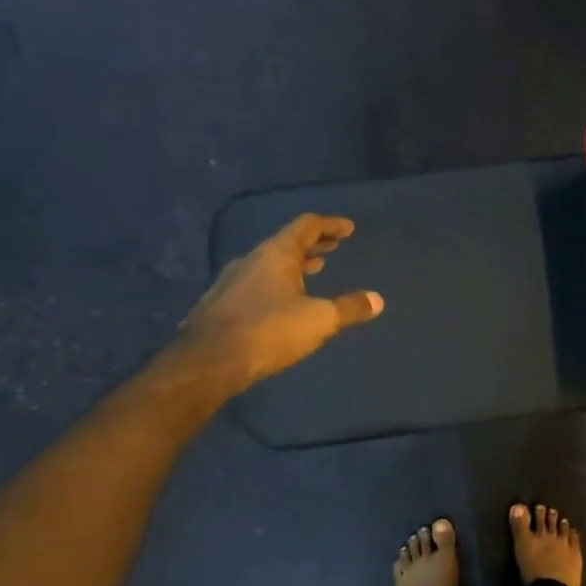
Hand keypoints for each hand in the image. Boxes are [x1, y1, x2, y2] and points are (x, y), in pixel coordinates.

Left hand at [177, 214, 383, 389]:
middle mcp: (252, 260)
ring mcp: (233, 282)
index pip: (306, 227)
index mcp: (276, 255)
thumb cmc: (269, 331)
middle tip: (334, 246)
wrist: (208, 360)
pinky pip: (258, 283)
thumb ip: (349, 308)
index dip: (330, 225)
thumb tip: (377, 300)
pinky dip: (279, 282)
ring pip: (270, 264)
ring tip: (314, 269)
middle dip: (314, 244)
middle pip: (287, 243)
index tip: (348, 228)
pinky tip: (284, 300)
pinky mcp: (223, 304)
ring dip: (295, 264)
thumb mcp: (319, 320)